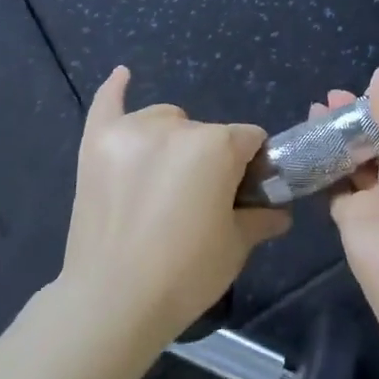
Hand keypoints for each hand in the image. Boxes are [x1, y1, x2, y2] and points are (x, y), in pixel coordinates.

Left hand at [59, 68, 289, 345]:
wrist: (111, 302)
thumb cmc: (185, 274)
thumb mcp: (235, 247)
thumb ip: (261, 219)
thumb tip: (281, 212)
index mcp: (217, 145)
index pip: (249, 139)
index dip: (252, 166)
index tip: (244, 193)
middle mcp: (176, 126)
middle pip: (207, 132)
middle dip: (210, 159)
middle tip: (196, 202)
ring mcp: (131, 131)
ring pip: (165, 120)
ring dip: (171, 141)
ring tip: (159, 182)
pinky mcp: (96, 143)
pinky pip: (107, 104)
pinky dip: (115, 90)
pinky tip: (123, 77)